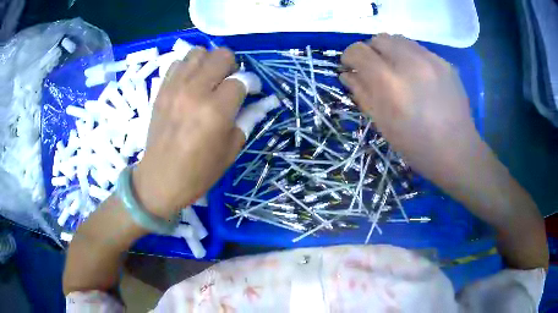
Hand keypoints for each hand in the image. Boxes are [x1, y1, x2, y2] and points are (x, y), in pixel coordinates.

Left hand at [133, 47, 246, 218]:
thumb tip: (263, 101)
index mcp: (215, 110)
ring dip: (209, 62)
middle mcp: (195, 91)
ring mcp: (174, 87)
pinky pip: (178, 62)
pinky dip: (189, 67)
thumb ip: (248, 118)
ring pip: (199, 52)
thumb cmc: (199, 171)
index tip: (252, 91)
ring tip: (209, 80)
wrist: (160, 179)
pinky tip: (191, 83)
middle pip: (221, 56)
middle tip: (230, 83)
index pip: (242, 80)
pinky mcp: (161, 89)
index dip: (252, 83)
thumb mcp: (231, 149)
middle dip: (232, 67)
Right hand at [340, 34, 479, 183]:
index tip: (351, 67)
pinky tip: (417, 76)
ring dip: (390, 50)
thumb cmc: (417, 146)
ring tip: (396, 70)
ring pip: (398, 39)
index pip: (359, 51)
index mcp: (391, 83)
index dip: (349, 57)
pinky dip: (409, 56)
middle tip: (375, 70)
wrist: (457, 151)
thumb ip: (362, 94)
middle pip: (378, 38)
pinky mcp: (444, 62)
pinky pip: (418, 48)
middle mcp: (410, 63)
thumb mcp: (383, 125)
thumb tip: (347, 75)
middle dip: (371, 51)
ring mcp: (431, 60)